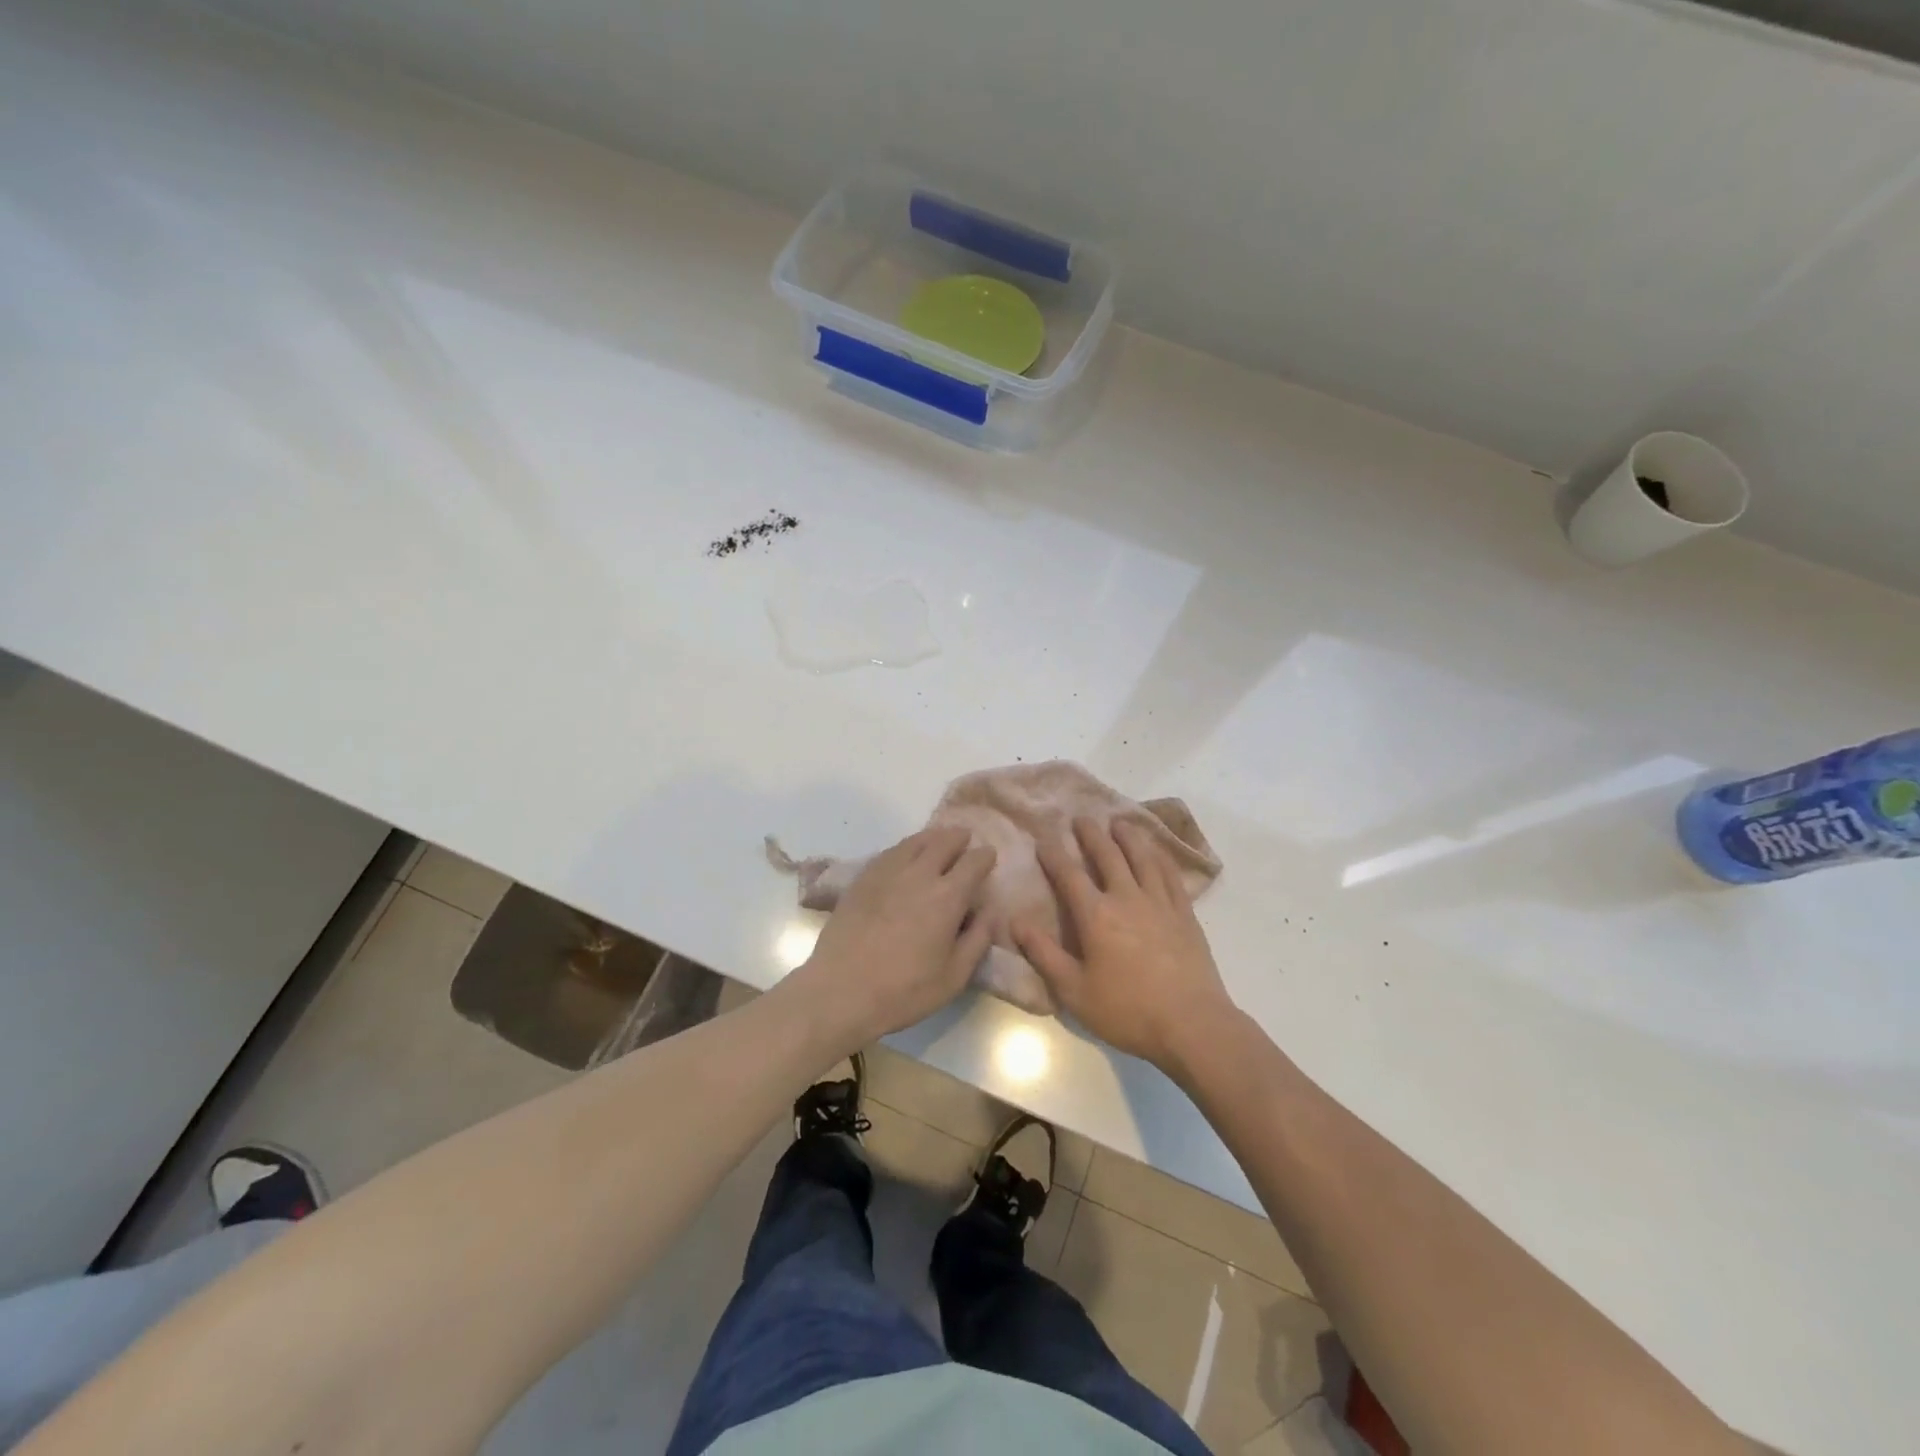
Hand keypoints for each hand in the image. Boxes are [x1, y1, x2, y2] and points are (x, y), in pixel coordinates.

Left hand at [788, 827, 995, 1049]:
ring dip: (932, 838)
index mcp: (947, 896)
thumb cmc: (904, 991)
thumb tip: (988, 910)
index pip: (974, 862)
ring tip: (938, 841)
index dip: (985, 856)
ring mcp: (887, 872)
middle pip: (943, 841)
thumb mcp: (955, 976)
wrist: (841, 991)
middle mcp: (919, 874)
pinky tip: (905, 856)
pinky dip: (906, 848)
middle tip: (965, 840)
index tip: (989, 856)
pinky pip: (890, 852)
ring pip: (915, 842)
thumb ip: (977, 938)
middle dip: (959, 838)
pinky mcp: (862, 879)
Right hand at [1013, 816, 1238, 1075]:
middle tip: (1081, 818)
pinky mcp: (1185, 914)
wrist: (1192, 1024)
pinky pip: (1171, 875)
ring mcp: (1160, 903)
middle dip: (1091, 835)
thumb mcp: (1074, 991)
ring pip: (1142, 858)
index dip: (1054, 855)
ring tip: (1119, 822)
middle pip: (1108, 856)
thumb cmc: (1127, 1011)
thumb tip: (1016, 921)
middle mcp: (1127, 898)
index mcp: (1096, 916)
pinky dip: (1160, 857)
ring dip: (1128, 837)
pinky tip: (1157, 851)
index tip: (1043, 838)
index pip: (1069, 875)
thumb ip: (1044, 954)